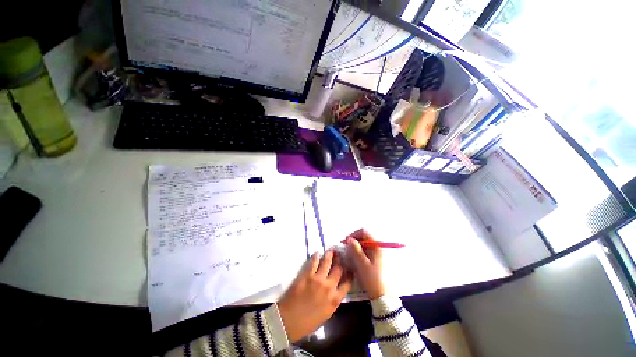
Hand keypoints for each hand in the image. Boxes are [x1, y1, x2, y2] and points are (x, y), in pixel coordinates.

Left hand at [277, 250, 352, 342]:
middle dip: (340, 260)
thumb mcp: (325, 315)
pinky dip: (316, 256)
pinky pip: (314, 262)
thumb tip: (335, 291)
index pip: (347, 283)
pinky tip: (317, 253)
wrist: (288, 322)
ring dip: (330, 255)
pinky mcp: (307, 274)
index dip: (349, 273)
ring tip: (331, 250)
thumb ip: (332, 301)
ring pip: (327, 262)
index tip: (350, 267)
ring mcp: (318, 279)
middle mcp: (329, 287)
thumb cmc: (307, 323)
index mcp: (335, 300)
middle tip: (340, 254)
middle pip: (338, 269)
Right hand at [345, 229, 385, 299]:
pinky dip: (360, 252)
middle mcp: (378, 247)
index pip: (364, 232)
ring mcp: (378, 253)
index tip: (346, 242)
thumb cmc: (373, 279)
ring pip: (365, 244)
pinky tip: (355, 259)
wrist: (383, 296)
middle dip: (354, 241)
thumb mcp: (362, 264)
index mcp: (377, 246)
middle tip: (346, 248)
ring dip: (356, 247)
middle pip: (364, 237)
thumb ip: (355, 250)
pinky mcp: (377, 259)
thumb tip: (350, 239)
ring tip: (349, 254)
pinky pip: (366, 251)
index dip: (353, 235)